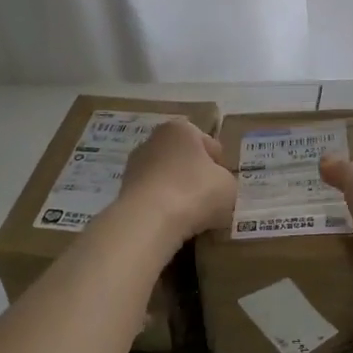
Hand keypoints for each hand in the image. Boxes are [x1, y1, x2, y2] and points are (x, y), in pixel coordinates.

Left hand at [120, 121, 236, 243]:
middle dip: (196, 176)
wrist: (149, 220)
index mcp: (181, 129)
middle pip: (184, 159)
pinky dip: (162, 206)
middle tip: (210, 200)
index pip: (210, 145)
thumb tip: (215, 185)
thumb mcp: (228, 185)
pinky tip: (172, 223)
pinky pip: (153, 196)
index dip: (220, 166)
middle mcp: (154, 140)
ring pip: (167, 178)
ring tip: (191, 216)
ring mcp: (135, 165)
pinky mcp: (124, 190)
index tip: (224, 185)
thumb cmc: (195, 192)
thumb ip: (225, 180)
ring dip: (178, 192)